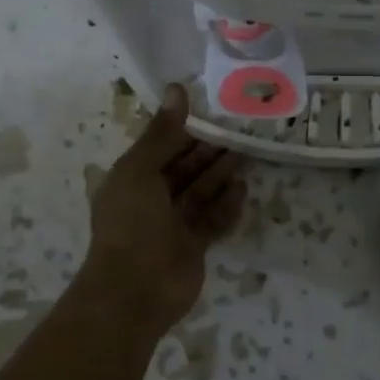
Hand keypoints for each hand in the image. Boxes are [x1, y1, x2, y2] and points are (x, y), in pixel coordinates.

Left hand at [82, 85, 245, 334]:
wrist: (134, 291)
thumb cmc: (131, 224)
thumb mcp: (140, 170)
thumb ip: (162, 133)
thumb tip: (176, 88)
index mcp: (132, 178)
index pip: (161, 146)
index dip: (185, 129)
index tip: (213, 111)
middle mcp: (151, 199)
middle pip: (184, 168)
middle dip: (208, 151)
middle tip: (239, 130)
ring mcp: (172, 225)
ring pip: (200, 192)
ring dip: (221, 174)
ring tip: (247, 154)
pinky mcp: (192, 246)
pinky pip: (212, 220)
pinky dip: (226, 205)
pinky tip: (244, 189)